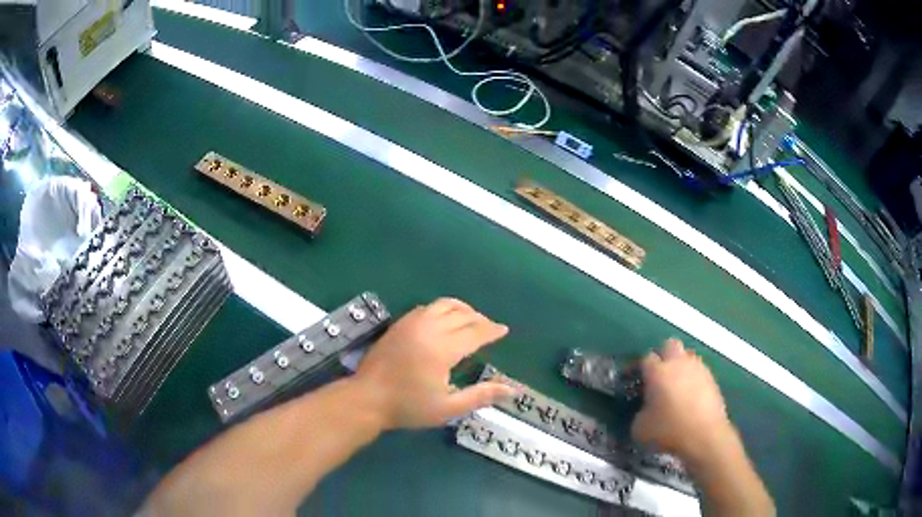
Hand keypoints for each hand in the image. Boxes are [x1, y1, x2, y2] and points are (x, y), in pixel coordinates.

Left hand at [354, 298, 514, 429]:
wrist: (368, 399)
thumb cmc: (409, 406)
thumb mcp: (448, 408)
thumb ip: (480, 395)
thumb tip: (512, 389)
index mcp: (443, 348)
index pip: (475, 332)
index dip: (492, 331)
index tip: (504, 330)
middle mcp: (429, 328)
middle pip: (461, 315)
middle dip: (480, 319)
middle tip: (490, 328)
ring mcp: (411, 323)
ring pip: (443, 305)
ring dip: (462, 309)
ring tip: (471, 318)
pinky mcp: (399, 324)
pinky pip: (427, 307)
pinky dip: (442, 309)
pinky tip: (443, 320)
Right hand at [631, 339, 732, 461]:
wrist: (704, 436)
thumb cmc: (668, 430)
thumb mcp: (640, 428)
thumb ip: (639, 413)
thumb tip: (644, 410)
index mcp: (658, 371)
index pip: (647, 358)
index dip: (642, 369)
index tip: (640, 382)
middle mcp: (679, 363)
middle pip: (670, 345)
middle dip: (664, 356)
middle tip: (660, 376)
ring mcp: (699, 369)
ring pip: (688, 357)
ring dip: (681, 368)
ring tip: (677, 388)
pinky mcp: (713, 380)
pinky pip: (700, 373)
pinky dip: (694, 381)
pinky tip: (691, 398)